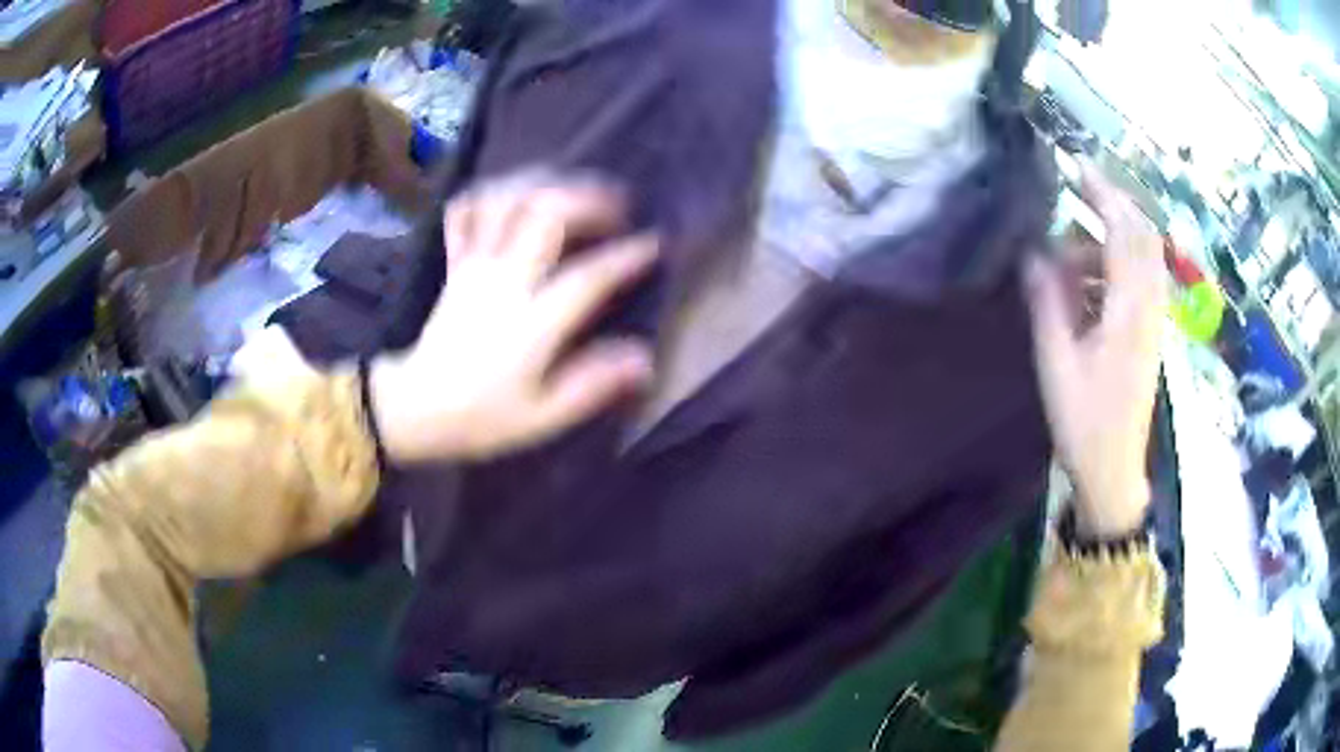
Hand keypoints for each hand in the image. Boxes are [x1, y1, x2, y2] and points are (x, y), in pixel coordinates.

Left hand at [370, 175, 657, 462]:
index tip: (655, 244)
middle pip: (545, 213)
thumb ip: (592, 385)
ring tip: (575, 189)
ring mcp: (474, 265)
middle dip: (589, 198)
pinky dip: (492, 193)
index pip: (587, 277)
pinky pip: (467, 211)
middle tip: (618, 205)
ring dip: (546, 183)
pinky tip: (515, 195)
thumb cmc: (480, 417)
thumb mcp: (542, 417)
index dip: (626, 257)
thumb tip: (644, 358)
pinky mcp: (455, 263)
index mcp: (529, 323)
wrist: (412, 408)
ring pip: (507, 200)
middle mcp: (503, 280)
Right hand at [1026, 164, 1166, 537]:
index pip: (1124, 234)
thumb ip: (1048, 303)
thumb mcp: (1057, 363)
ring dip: (1110, 237)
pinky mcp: (1151, 331)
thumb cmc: (1084, 422)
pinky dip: (1115, 264)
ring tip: (1070, 248)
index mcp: (1129, 312)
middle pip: (1143, 236)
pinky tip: (1087, 280)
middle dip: (1113, 202)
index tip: (1076, 164)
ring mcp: (1154, 319)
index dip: (1103, 193)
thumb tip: (1033, 254)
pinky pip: (1141, 279)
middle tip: (1077, 186)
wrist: (1115, 469)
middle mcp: (1149, 307)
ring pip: (1143, 256)